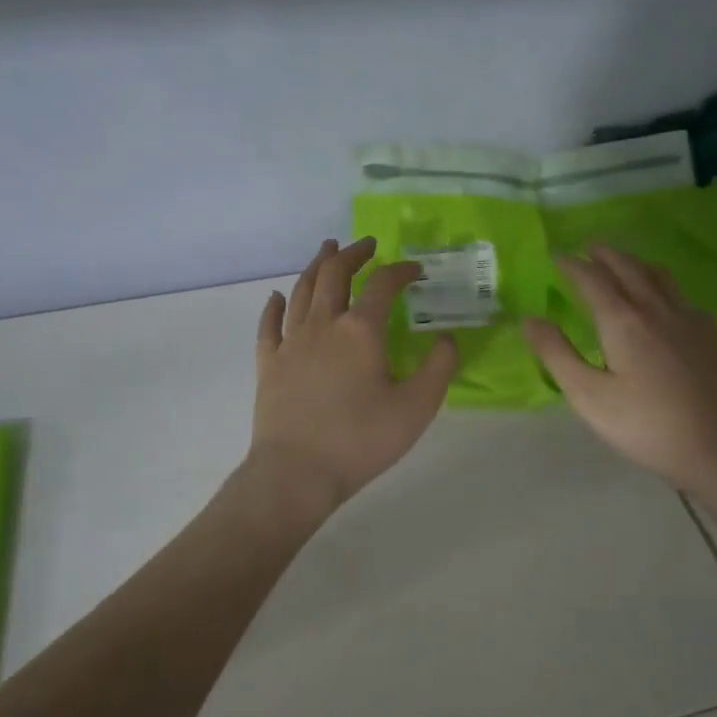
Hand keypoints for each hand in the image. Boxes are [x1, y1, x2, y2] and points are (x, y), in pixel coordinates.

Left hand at [247, 237, 458, 513]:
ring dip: (316, 266)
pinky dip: (274, 306)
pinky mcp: (268, 363)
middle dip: (353, 254)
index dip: (401, 270)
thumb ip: (439, 368)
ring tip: (327, 251)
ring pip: (302, 291)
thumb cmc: (361, 439)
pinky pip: (269, 325)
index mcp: (361, 330)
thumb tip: (447, 338)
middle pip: (334, 274)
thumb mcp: (417, 407)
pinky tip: (277, 297)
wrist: (297, 472)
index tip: (415, 270)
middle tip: (366, 244)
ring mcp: (291, 342)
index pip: (383, 284)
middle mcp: (323, 324)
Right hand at [524, 245, 716, 491]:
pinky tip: (665, 302)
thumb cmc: (645, 424)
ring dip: (635, 263)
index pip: (592, 279)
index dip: (572, 265)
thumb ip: (557, 354)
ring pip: (659, 276)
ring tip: (623, 263)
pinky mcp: (710, 335)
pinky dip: (662, 286)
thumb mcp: (588, 395)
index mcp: (622, 320)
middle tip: (588, 247)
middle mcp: (656, 308)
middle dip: (605, 254)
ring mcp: (688, 319)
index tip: (557, 256)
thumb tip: (530, 319)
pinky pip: (681, 295)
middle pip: (628, 268)